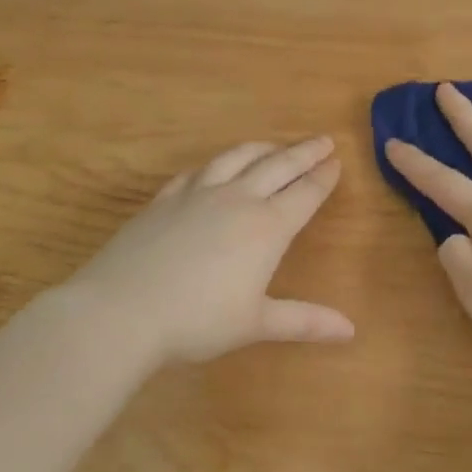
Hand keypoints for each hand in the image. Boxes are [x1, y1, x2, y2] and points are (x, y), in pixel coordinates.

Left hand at [63, 136, 354, 364]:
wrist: (121, 311)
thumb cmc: (197, 321)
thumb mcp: (256, 324)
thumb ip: (304, 321)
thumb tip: (351, 331)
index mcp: (267, 227)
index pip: (305, 194)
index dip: (324, 177)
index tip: (337, 161)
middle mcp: (237, 200)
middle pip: (278, 167)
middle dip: (304, 152)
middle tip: (323, 140)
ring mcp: (197, 195)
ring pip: (237, 158)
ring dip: (262, 148)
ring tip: (274, 145)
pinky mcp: (164, 200)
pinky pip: (197, 172)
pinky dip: (216, 164)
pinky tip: (215, 167)